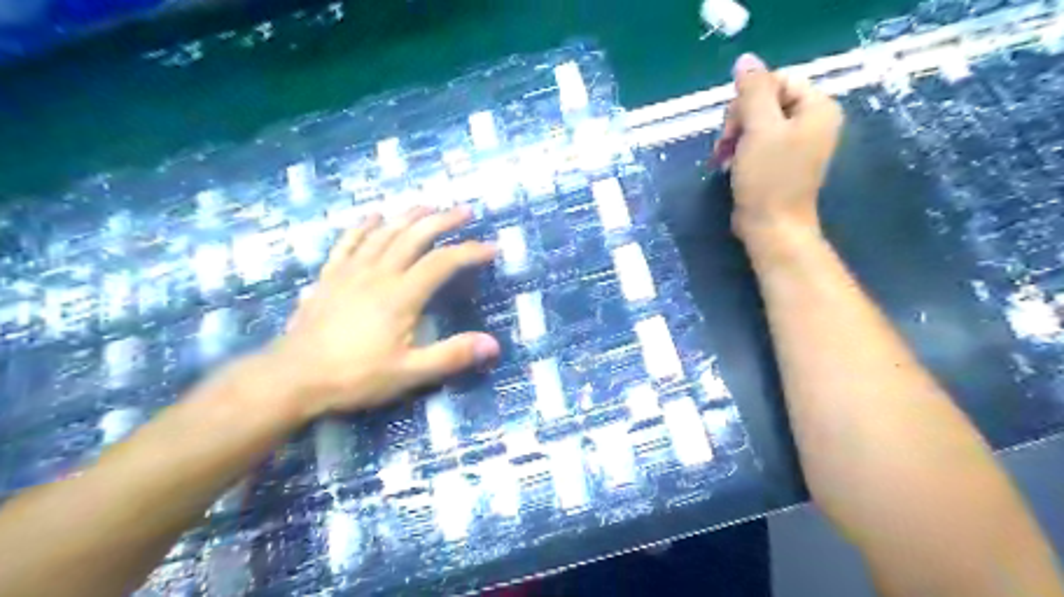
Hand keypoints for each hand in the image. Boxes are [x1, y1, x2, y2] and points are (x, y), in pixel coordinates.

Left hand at [264, 208, 500, 415]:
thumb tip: (493, 344)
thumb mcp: (409, 373)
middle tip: (465, 211)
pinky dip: (364, 226)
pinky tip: (373, 216)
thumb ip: (451, 356)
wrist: (293, 377)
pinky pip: (348, 241)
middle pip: (414, 236)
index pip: (442, 262)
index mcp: (401, 295)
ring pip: (384, 232)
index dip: (470, 251)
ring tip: (428, 205)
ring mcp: (350, 271)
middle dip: (442, 220)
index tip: (492, 248)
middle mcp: (378, 273)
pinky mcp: (330, 276)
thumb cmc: (355, 376)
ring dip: (408, 216)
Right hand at [715, 53, 849, 244]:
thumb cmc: (768, 178)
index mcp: (818, 107)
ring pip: (756, 121)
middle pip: (766, 100)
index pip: (776, 81)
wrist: (771, 227)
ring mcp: (797, 143)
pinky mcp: (781, 161)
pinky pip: (757, 141)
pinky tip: (730, 165)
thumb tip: (745, 60)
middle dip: (740, 120)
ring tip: (725, 158)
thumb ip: (753, 91)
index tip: (734, 126)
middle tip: (727, 144)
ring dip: (735, 136)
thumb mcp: (759, 129)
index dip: (749, 99)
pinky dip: (740, 149)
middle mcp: (812, 121)